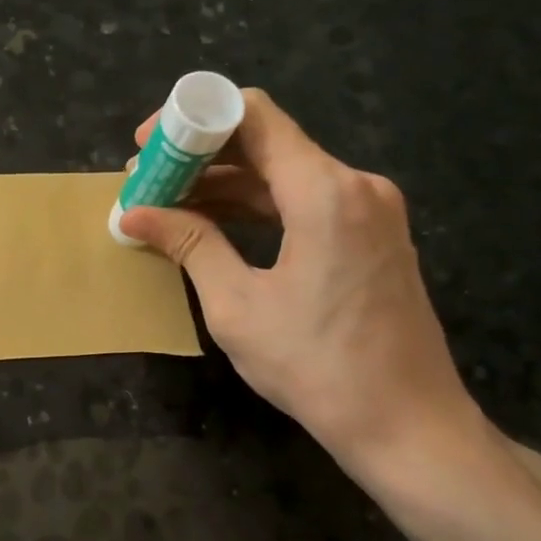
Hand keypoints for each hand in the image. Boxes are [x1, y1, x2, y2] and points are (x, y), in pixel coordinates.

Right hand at [119, 90, 481, 479]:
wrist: (408, 425)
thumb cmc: (316, 367)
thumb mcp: (237, 305)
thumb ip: (189, 245)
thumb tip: (133, 213)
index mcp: (324, 192)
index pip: (253, 115)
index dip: (192, 119)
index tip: (148, 147)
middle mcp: (355, 185)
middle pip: (266, 142)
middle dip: (200, 157)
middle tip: (147, 184)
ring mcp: (370, 210)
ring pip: (284, 173)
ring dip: (226, 185)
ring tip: (168, 207)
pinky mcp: (373, 235)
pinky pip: (305, 201)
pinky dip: (257, 207)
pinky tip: (214, 226)